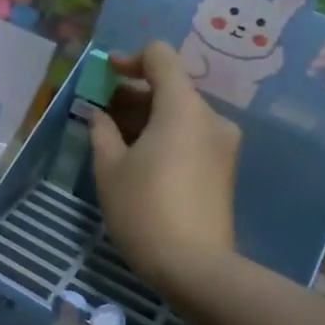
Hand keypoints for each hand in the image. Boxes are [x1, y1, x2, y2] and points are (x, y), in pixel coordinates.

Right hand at [89, 40, 241, 297]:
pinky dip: (164, 135)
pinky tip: (139, 159)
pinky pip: (191, 136)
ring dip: (147, 117)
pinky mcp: (224, 169)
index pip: (161, 57)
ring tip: (114, 139)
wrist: (195, 267)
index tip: (105, 75)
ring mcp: (222, 145)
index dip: (130, 59)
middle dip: (133, 94)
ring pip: (180, 114)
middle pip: (171, 86)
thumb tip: (100, 114)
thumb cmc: (144, 209)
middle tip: (101, 113)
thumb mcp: (109, 168)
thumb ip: (102, 131)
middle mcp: (210, 118)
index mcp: (182, 108)